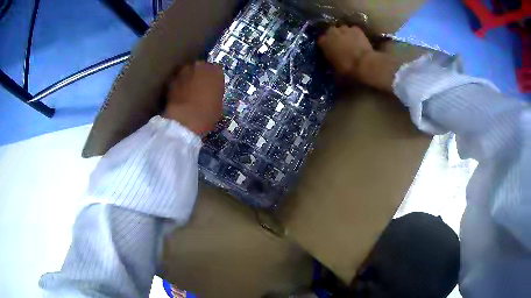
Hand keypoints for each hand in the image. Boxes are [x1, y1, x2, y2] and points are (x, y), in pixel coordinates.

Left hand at [163, 61, 224, 135]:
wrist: (184, 119)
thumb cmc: (207, 114)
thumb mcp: (219, 105)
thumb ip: (214, 94)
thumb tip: (209, 95)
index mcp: (216, 71)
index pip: (217, 72)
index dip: (213, 81)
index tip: (212, 89)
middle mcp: (200, 66)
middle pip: (201, 69)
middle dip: (200, 77)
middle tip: (199, 90)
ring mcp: (184, 71)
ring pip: (187, 73)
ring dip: (188, 81)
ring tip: (187, 94)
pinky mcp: (171, 79)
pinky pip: (178, 81)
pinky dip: (178, 87)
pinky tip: (179, 98)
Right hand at [318, 25, 373, 78]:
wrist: (364, 64)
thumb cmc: (347, 70)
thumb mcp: (334, 73)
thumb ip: (331, 66)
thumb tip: (333, 69)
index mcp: (323, 42)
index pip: (321, 42)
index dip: (325, 47)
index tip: (329, 53)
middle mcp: (331, 32)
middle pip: (331, 33)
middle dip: (334, 38)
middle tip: (340, 47)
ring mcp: (344, 29)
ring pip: (342, 30)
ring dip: (345, 36)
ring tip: (350, 44)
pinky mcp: (357, 29)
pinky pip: (353, 31)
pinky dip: (355, 35)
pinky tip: (359, 42)